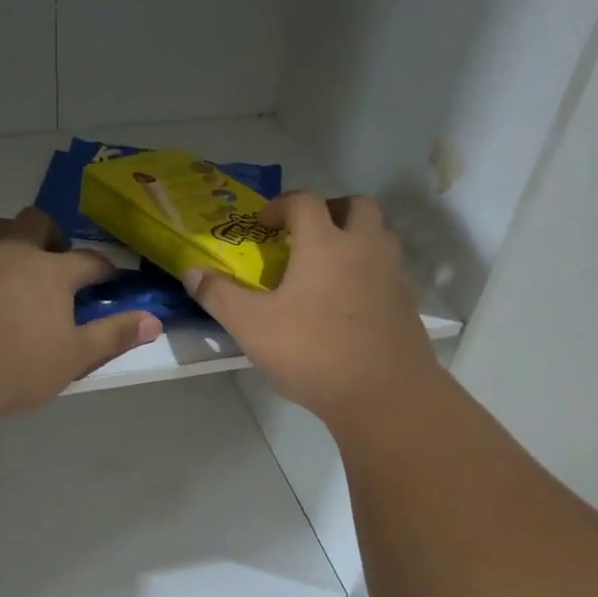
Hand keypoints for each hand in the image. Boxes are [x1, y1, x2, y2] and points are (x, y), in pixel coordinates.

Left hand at [0, 208, 161, 417]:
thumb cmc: (18, 364)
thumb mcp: (75, 357)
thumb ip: (113, 336)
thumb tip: (154, 322)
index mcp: (51, 271)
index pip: (87, 260)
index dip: (103, 268)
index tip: (111, 278)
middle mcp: (12, 253)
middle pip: (35, 222)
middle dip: (52, 234)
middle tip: (57, 260)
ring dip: (10, 242)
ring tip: (15, 272)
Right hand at [182, 192, 435, 427]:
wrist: (384, 394)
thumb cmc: (312, 352)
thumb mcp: (251, 326)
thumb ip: (219, 296)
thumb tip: (191, 273)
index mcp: (325, 244)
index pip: (304, 202)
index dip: (280, 205)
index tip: (262, 224)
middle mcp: (364, 248)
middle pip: (356, 206)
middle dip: (329, 210)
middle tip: (306, 233)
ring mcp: (391, 276)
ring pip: (379, 237)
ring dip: (354, 238)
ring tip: (327, 267)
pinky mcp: (407, 305)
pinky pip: (387, 272)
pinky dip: (367, 272)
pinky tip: (348, 304)